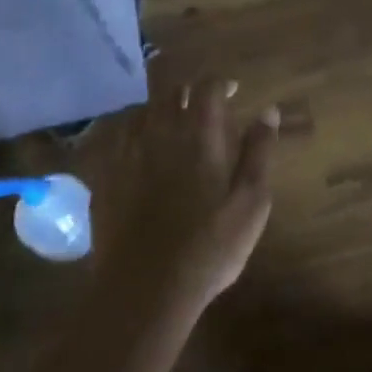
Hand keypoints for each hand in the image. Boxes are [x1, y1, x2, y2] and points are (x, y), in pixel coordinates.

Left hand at [84, 72, 280, 307]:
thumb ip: (259, 152)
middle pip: (172, 91)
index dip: (221, 84)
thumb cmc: (210, 246)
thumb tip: (267, 111)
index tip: (232, 91)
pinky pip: (116, 136)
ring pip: (143, 110)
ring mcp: (127, 151)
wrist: (146, 287)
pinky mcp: (104, 173)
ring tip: (172, 125)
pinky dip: (131, 132)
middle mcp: (161, 130)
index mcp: (201, 133)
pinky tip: (138, 148)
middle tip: (203, 108)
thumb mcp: (252, 202)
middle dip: (190, 92)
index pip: (208, 86)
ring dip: (160, 110)